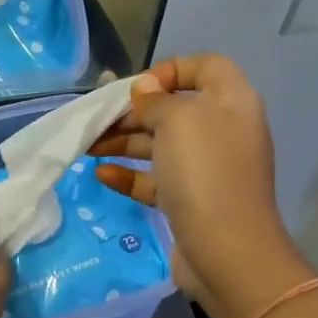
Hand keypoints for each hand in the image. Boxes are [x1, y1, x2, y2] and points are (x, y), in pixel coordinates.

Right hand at [90, 55, 312, 317]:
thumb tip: (145, 89)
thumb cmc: (204, 172)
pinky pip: (155, 180)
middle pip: (173, 109)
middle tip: (97, 122)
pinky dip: (129, 175)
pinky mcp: (189, 201)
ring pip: (159, 145)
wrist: (226, 250)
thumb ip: (157, 99)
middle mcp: (221, 131)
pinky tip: (102, 175)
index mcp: (230, 102)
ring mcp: (206, 169)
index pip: (204, 67)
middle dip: (133, 113)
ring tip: (87, 148)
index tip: (137, 89)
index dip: (170, 70)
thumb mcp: (178, 120)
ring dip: (123, 142)